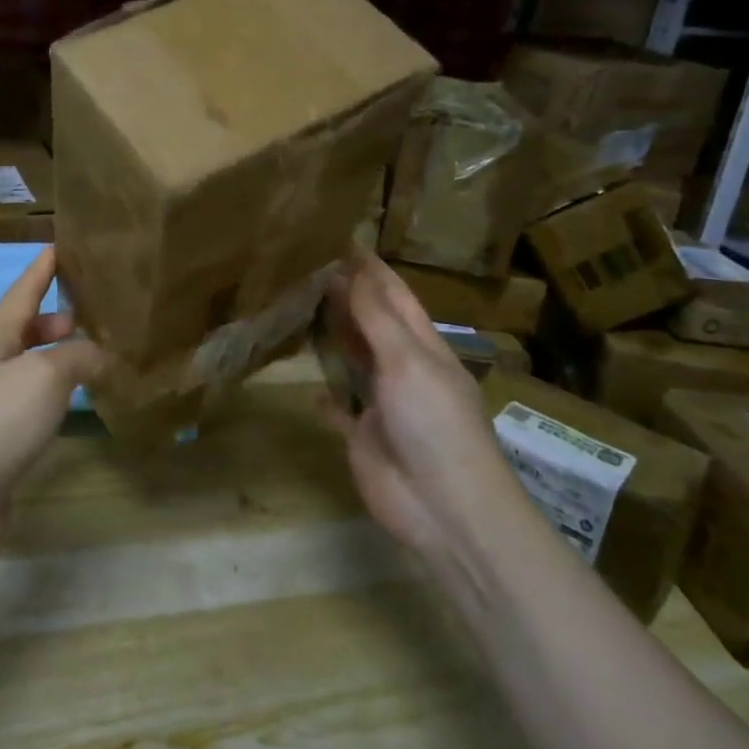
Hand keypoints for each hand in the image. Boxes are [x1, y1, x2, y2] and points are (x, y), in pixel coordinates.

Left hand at [0, 247, 104, 582]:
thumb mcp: (45, 375)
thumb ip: (78, 356)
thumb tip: (98, 354)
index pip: (22, 293)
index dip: (41, 269)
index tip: (59, 246)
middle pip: (21, 332)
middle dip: (52, 320)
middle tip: (90, 318)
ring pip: (25, 371)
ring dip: (54, 361)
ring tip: (90, 361)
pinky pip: (27, 407)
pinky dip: (51, 399)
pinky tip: (69, 410)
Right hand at [321, 253, 501, 555]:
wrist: (445, 507)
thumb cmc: (433, 424)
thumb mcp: (406, 360)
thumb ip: (375, 317)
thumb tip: (350, 270)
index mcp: (422, 345)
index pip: (394, 296)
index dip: (371, 270)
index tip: (343, 241)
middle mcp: (402, 368)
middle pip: (372, 323)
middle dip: (347, 296)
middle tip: (309, 267)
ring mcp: (383, 403)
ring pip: (355, 360)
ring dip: (335, 337)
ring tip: (302, 308)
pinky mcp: (363, 435)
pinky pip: (340, 408)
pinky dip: (325, 396)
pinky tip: (306, 386)